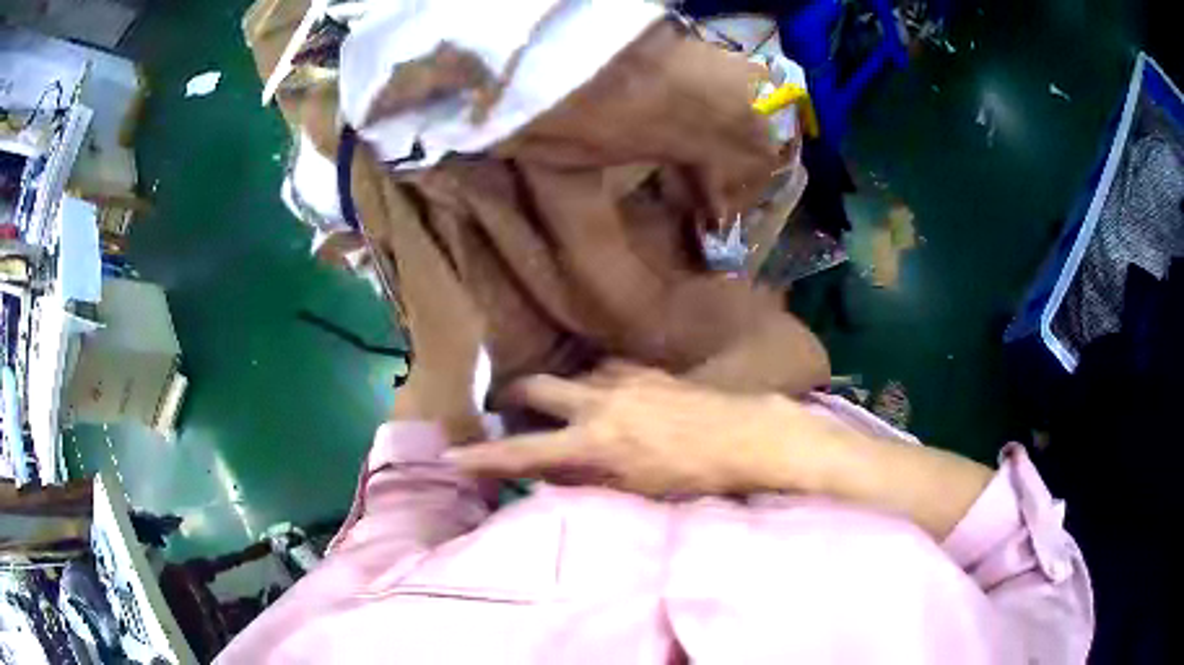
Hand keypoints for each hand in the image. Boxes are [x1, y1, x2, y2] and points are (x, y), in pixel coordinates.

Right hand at [447, 363, 849, 495]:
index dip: (484, 456)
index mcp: (595, 442)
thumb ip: (586, 478)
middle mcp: (600, 401)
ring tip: (561, 406)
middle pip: (536, 387)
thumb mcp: (636, 491)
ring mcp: (624, 378)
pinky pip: (606, 368)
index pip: (524, 451)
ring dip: (559, 390)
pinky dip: (594, 382)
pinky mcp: (647, 367)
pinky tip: (605, 394)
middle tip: (503, 407)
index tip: (452, 455)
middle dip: (512, 396)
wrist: (749, 435)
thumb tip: (551, 473)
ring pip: (572, 374)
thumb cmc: (697, 476)